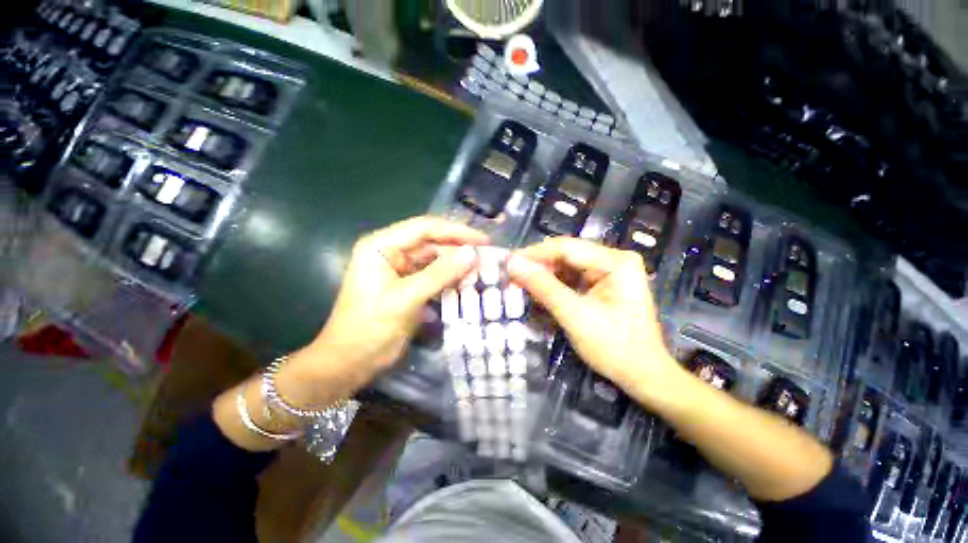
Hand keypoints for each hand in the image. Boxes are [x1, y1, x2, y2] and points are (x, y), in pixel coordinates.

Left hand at [283, 217, 488, 398]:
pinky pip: (433, 275)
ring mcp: (400, 269)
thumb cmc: (370, 327)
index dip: (456, 231)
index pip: (424, 228)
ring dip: (456, 265)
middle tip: (487, 258)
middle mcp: (391, 252)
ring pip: (435, 260)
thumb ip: (440, 274)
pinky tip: (466, 283)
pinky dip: (449, 279)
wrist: (350, 362)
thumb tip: (472, 254)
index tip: (482, 240)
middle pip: (431, 243)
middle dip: (458, 250)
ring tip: (481, 271)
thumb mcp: (406, 298)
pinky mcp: (408, 285)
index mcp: (381, 246)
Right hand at [508, 237, 684, 406]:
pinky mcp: (604, 284)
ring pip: (567, 266)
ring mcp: (610, 271)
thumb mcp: (574, 315)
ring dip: (544, 276)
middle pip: (566, 255)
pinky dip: (554, 286)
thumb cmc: (614, 347)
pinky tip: (539, 293)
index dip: (534, 254)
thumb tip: (513, 264)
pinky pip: (573, 278)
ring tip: (521, 285)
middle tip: (511, 277)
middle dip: (538, 266)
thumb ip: (543, 287)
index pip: (566, 247)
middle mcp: (614, 259)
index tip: (508, 263)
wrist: (643, 375)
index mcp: (615, 262)